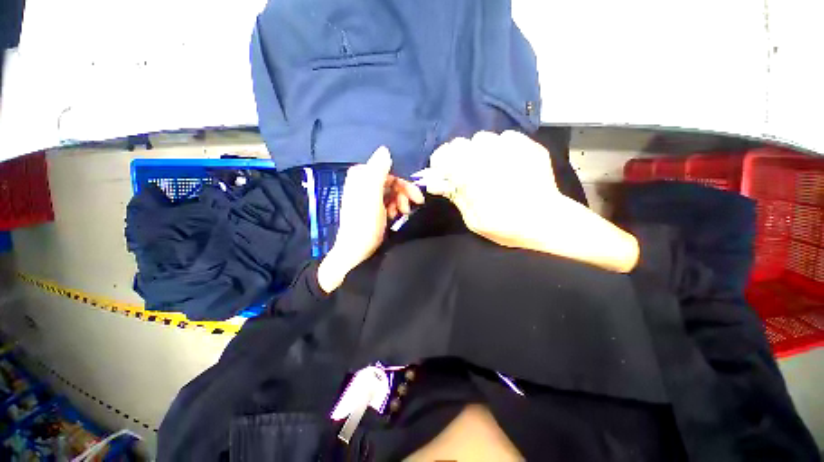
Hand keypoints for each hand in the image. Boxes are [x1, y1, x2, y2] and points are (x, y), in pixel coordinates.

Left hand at [318, 146, 424, 292]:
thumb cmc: (364, 224)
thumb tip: (385, 149)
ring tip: (400, 215)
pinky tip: (394, 217)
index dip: (404, 183)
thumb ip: (377, 172)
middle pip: (391, 182)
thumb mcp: (372, 197)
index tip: (415, 197)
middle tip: (409, 208)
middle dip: (403, 194)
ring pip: (392, 192)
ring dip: (400, 202)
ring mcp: (367, 196)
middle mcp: (363, 183)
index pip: (389, 171)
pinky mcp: (371, 208)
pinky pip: (388, 202)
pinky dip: (394, 208)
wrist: (356, 251)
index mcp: (361, 176)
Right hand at [423, 130, 562, 247]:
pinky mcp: (529, 146)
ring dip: (478, 151)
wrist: (549, 222)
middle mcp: (488, 156)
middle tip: (464, 172)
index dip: (439, 163)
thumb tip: (437, 183)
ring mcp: (511, 148)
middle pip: (460, 143)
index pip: (444, 156)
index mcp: (472, 176)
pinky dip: (500, 147)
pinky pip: (505, 137)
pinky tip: (506, 162)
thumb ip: (456, 197)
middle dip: (457, 157)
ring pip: (482, 138)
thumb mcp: (474, 221)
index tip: (442, 173)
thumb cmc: (507, 226)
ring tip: (486, 166)